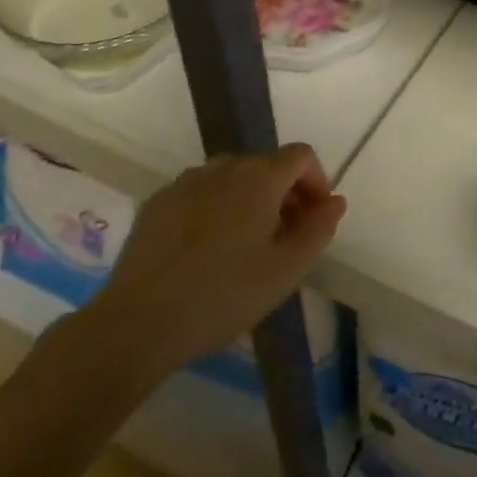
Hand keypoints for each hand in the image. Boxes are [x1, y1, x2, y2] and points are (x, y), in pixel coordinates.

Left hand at [89, 144, 345, 370]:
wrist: (140, 321)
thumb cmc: (224, 295)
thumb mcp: (286, 270)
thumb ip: (318, 229)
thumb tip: (335, 200)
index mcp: (259, 178)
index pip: (301, 155)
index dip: (317, 180)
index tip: (315, 218)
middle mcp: (223, 167)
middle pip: (266, 164)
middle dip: (284, 193)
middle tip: (285, 238)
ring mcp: (186, 181)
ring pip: (231, 177)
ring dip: (249, 199)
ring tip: (246, 245)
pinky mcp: (158, 201)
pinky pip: (200, 192)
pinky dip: (215, 207)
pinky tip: (207, 249)